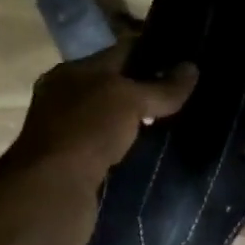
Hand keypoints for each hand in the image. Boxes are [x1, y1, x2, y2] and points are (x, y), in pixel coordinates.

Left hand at [0, 44, 195, 244]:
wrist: (52, 192)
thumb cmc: (87, 130)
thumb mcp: (129, 100)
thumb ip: (162, 88)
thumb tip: (192, 68)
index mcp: (72, 72)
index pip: (120, 52)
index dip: (153, 52)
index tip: (187, 58)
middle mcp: (67, 99)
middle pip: (117, 87)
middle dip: (149, 90)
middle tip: (190, 94)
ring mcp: (70, 134)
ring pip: (115, 120)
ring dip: (141, 122)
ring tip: (180, 122)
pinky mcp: (77, 166)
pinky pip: (113, 148)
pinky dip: (132, 147)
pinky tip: (157, 151)